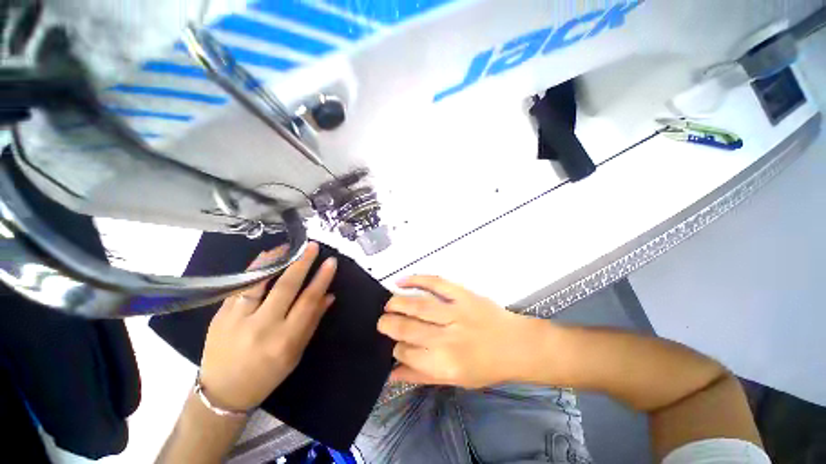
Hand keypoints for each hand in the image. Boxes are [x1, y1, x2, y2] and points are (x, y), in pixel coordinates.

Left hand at [199, 242, 336, 410]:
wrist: (223, 392)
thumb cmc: (267, 374)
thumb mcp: (296, 353)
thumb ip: (312, 321)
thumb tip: (329, 295)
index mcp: (285, 341)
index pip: (308, 302)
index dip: (321, 279)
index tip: (330, 262)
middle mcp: (262, 328)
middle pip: (286, 288)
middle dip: (302, 263)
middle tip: (312, 246)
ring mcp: (237, 320)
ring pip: (259, 282)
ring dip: (276, 260)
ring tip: (289, 246)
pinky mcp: (220, 315)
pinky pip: (241, 286)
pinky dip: (255, 268)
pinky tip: (266, 257)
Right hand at [378, 276, 550, 388]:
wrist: (516, 345)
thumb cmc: (486, 367)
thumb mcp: (455, 380)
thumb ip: (421, 376)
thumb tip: (391, 373)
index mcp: (445, 363)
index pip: (408, 353)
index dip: (396, 348)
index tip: (394, 344)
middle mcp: (447, 338)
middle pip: (409, 328)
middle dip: (389, 324)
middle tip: (382, 321)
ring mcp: (456, 312)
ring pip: (418, 305)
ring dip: (397, 303)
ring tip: (388, 304)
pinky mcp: (463, 294)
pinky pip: (436, 283)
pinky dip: (417, 280)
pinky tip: (402, 281)